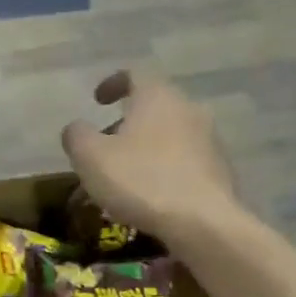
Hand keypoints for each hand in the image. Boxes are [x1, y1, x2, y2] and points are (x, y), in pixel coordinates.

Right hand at [61, 69, 237, 242]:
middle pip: (154, 105)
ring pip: (170, 133)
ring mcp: (209, 138)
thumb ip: (77, 136)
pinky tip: (151, 192)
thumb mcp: (91, 158)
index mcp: (157, 97)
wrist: (201, 222)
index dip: (112, 83)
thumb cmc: (140, 181)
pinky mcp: (219, 168)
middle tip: (106, 144)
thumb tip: (76, 128)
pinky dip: (164, 167)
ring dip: (146, 146)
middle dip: (127, 121)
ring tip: (126, 173)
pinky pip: (184, 159)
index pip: (134, 74)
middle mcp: (188, 108)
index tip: (97, 100)